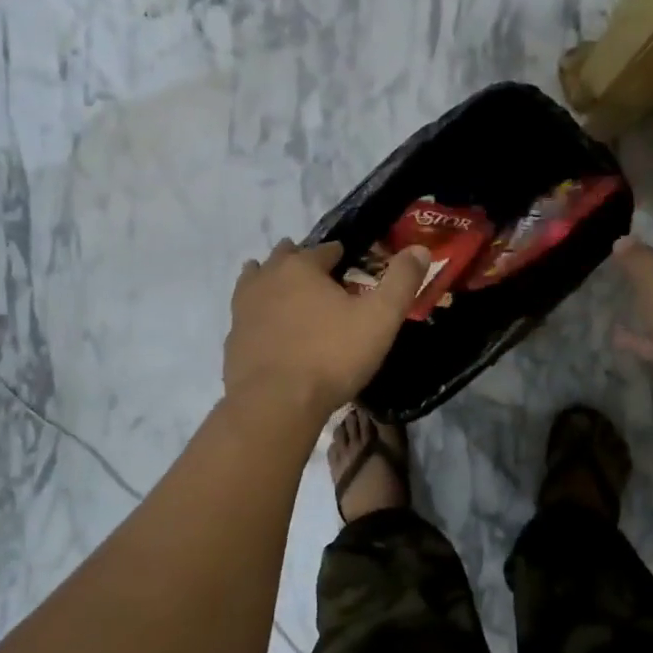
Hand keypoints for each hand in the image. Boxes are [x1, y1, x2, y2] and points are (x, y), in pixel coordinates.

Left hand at [223, 240, 430, 419]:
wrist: (274, 403)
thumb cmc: (331, 356)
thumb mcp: (380, 318)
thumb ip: (401, 281)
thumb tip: (420, 249)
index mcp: (302, 267)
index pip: (325, 249)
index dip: (340, 255)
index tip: (349, 264)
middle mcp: (267, 278)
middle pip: (284, 257)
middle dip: (300, 260)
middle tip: (317, 274)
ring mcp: (244, 308)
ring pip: (255, 280)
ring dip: (269, 279)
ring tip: (283, 289)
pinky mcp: (233, 338)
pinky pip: (245, 314)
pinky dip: (257, 312)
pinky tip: (265, 327)